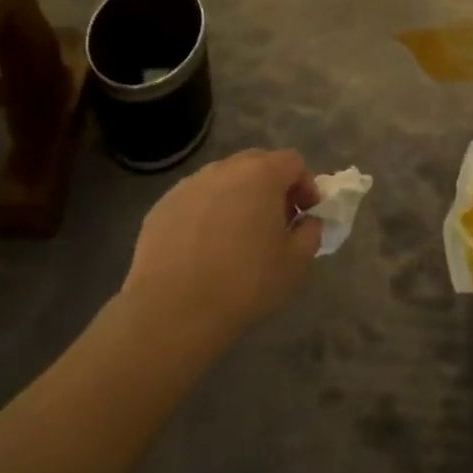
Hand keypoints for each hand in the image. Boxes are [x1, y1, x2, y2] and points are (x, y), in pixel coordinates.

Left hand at [121, 149, 322, 345]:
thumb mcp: (296, 262)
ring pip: (223, 181)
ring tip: (238, 236)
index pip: (293, 162)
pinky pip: (196, 200)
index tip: (306, 215)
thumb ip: (311, 232)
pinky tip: (205, 247)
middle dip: (272, 186)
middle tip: (276, 222)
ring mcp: (188, 186)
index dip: (306, 185)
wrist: (172, 310)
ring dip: (238, 198)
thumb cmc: (244, 283)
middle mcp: (223, 170)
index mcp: (260, 175)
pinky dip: (208, 213)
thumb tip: (307, 222)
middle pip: (256, 163)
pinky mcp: (162, 206)